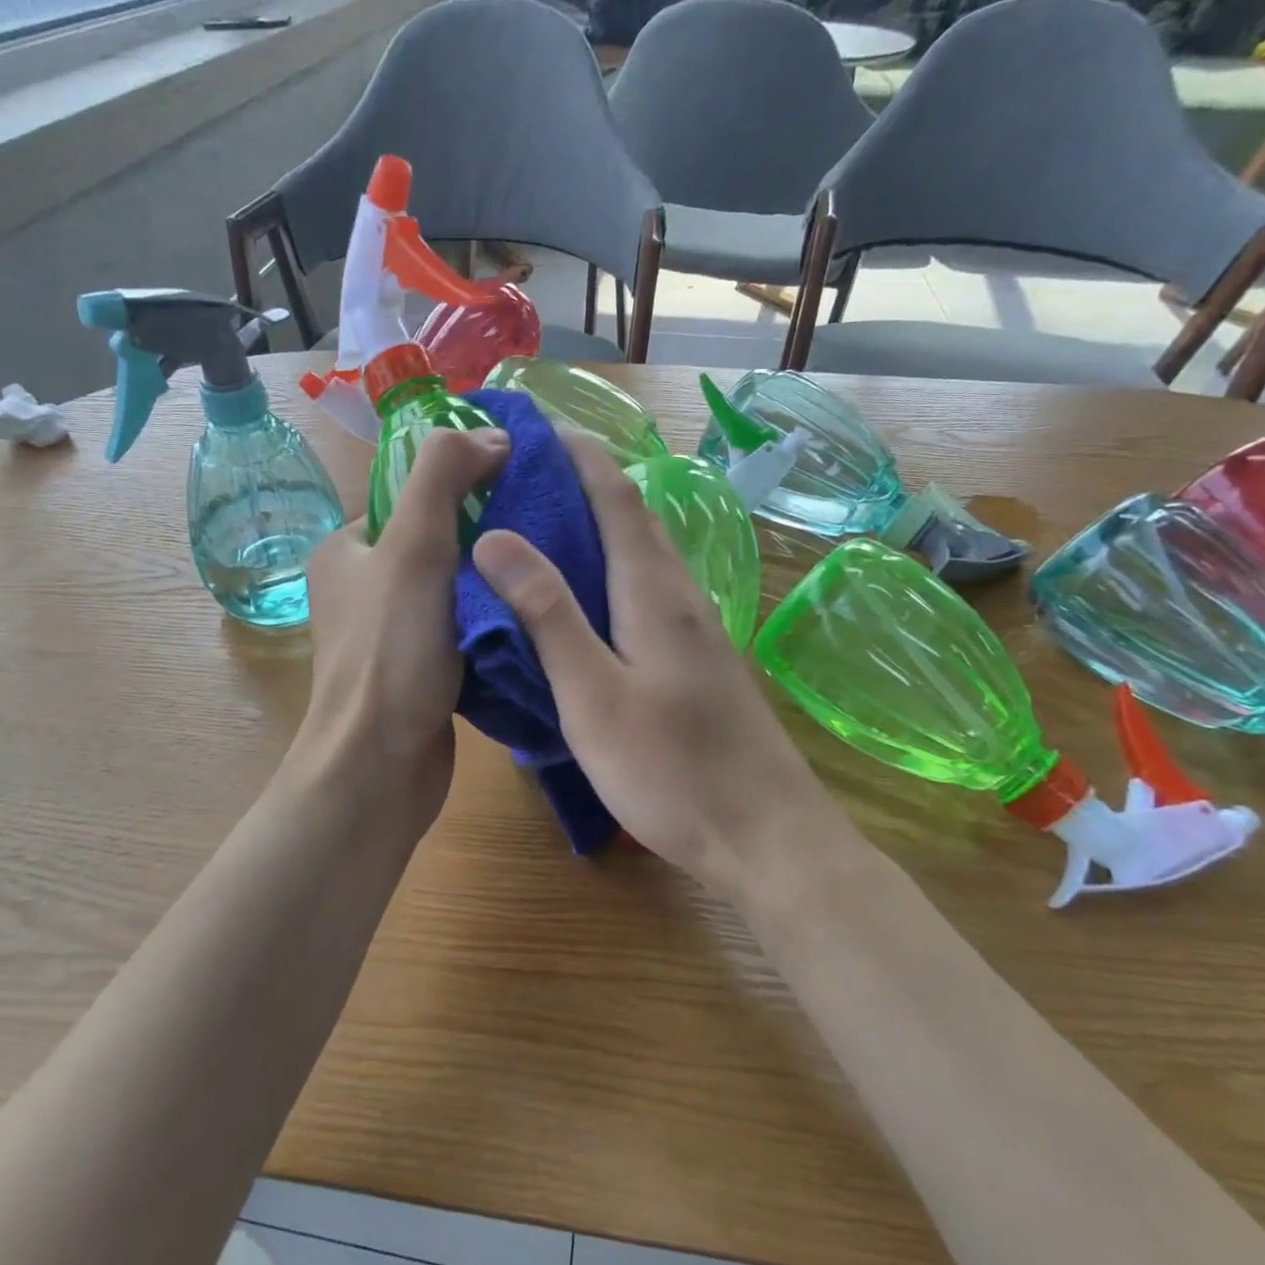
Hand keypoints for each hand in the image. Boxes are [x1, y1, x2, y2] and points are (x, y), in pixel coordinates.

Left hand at [294, 426, 510, 836]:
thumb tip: (489, 434)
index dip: (465, 486)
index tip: (521, 490)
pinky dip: (493, 622)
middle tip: (543, 535)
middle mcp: (363, 588)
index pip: (414, 497)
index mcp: (347, 550)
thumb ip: (443, 477)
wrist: (379, 769)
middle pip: (439, 542)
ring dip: (495, 583)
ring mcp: (391, 634)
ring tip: (546, 573)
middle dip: (488, 537)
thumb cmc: (391, 653)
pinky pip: (463, 630)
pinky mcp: (418, 672)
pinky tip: (532, 618)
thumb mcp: (414, 547)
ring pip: (455, 589)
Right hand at [471, 433, 844, 903]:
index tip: (536, 426)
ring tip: (544, 523)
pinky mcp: (700, 660)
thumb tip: (497, 537)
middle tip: (525, 473)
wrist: (767, 838)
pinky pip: (649, 590)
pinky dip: (612, 569)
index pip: (615, 495)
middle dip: (584, 481)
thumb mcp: (593, 695)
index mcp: (653, 590)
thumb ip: (547, 614)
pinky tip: (588, 596)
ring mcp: (697, 628)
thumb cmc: (672, 770)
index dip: (577, 454)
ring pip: (643, 554)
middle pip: (633, 517)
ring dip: (599, 524)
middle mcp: (681, 595)